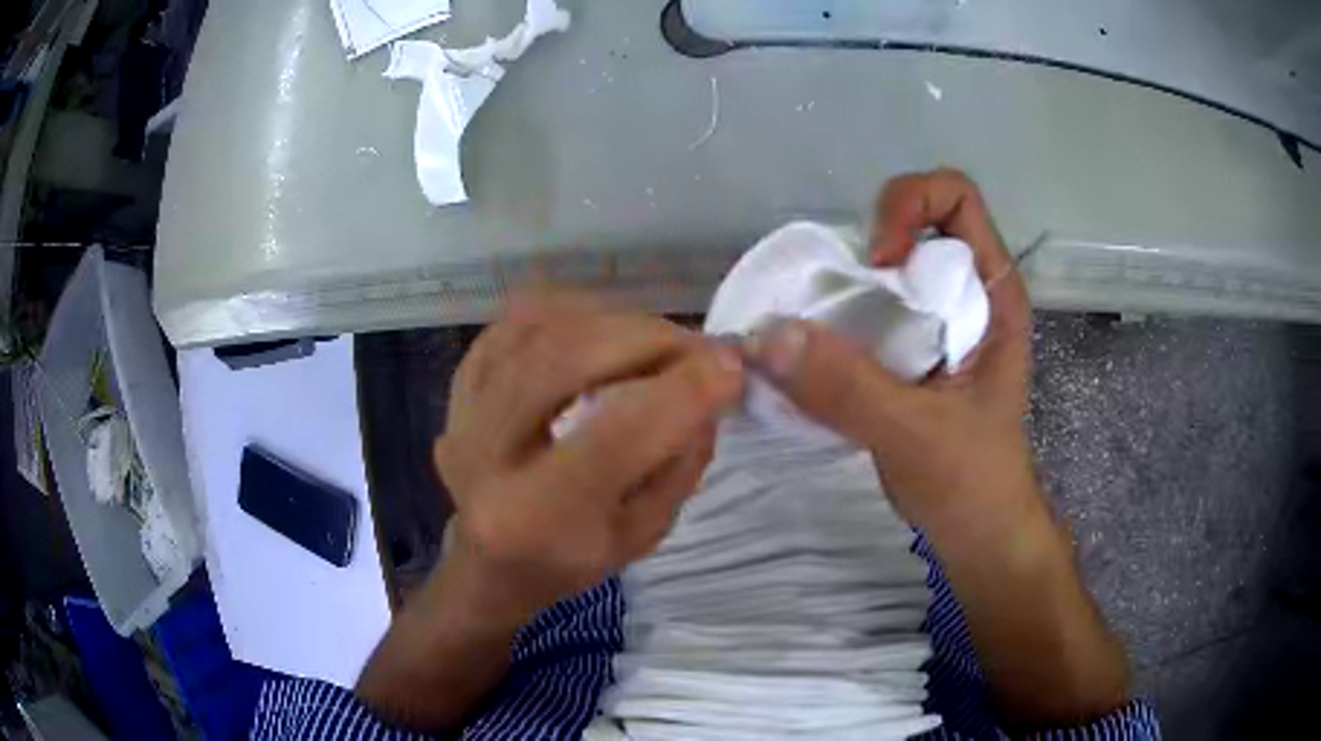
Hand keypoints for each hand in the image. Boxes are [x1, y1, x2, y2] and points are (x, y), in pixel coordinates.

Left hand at [433, 292, 744, 620]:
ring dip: (616, 321)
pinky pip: (516, 321)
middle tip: (699, 347)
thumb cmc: (572, 559)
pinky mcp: (457, 385)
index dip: (683, 391)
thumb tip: (710, 381)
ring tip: (657, 340)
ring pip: (542, 327)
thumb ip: (681, 461)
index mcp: (535, 515)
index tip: (731, 368)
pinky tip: (604, 330)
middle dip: (651, 339)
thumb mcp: (644, 533)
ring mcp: (462, 412)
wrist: (492, 561)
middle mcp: (485, 456)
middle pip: (569, 360)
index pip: (616, 435)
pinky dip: (572, 312)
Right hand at [746, 169, 1035, 537]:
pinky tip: (814, 356)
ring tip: (813, 329)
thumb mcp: (915, 434)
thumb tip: (766, 334)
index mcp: (993, 295)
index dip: (909, 206)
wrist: (977, 534)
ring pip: (884, 270)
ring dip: (842, 287)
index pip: (956, 198)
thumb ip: (847, 388)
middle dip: (863, 246)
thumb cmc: (971, 482)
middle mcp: (967, 294)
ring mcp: (938, 323)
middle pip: (912, 224)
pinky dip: (836, 321)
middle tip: (830, 300)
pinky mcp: (910, 353)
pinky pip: (868, 312)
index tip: (877, 262)